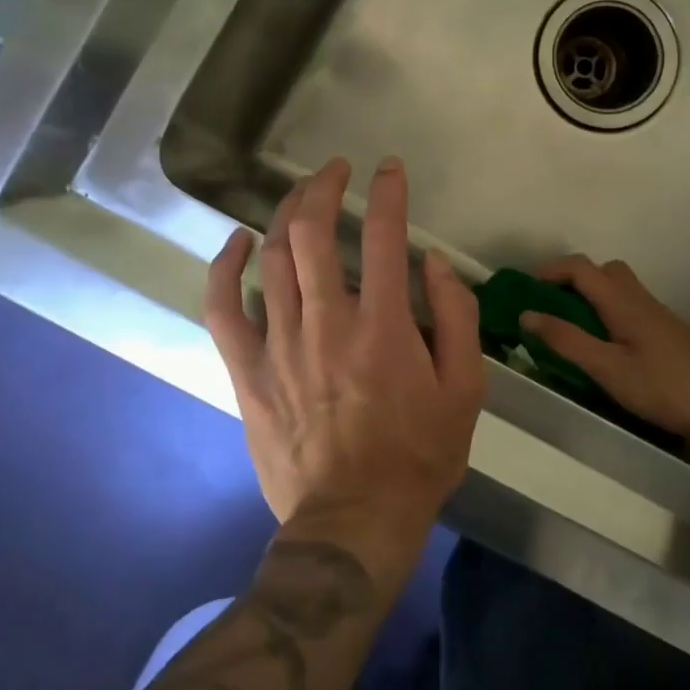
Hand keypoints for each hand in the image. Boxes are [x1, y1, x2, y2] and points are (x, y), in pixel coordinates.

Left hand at [204, 156, 485, 565]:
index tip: (389, 169)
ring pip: (274, 257)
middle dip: (325, 186)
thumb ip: (456, 317)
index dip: (389, 192)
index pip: (386, 235)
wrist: (353, 520)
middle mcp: (327, 322)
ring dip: (287, 213)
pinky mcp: (248, 370)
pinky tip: (237, 242)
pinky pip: (223, 308)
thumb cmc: (418, 455)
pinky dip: (224, 268)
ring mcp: (280, 344)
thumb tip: (433, 263)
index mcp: (384, 325)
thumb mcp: (466, 389)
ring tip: (301, 193)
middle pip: (315, 232)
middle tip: (336, 169)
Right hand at [520, 255, 689, 445]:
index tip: (522, 289)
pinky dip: (606, 317)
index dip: (548, 271)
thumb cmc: (670, 387)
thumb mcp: (611, 370)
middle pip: (601, 272)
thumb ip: (569, 342)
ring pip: (617, 291)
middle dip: (570, 281)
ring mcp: (657, 316)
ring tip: (569, 331)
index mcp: (623, 302)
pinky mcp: (668, 334)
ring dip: (588, 300)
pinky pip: (627, 310)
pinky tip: (603, 349)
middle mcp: (639, 300)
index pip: (580, 267)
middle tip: (548, 309)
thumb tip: (527, 314)